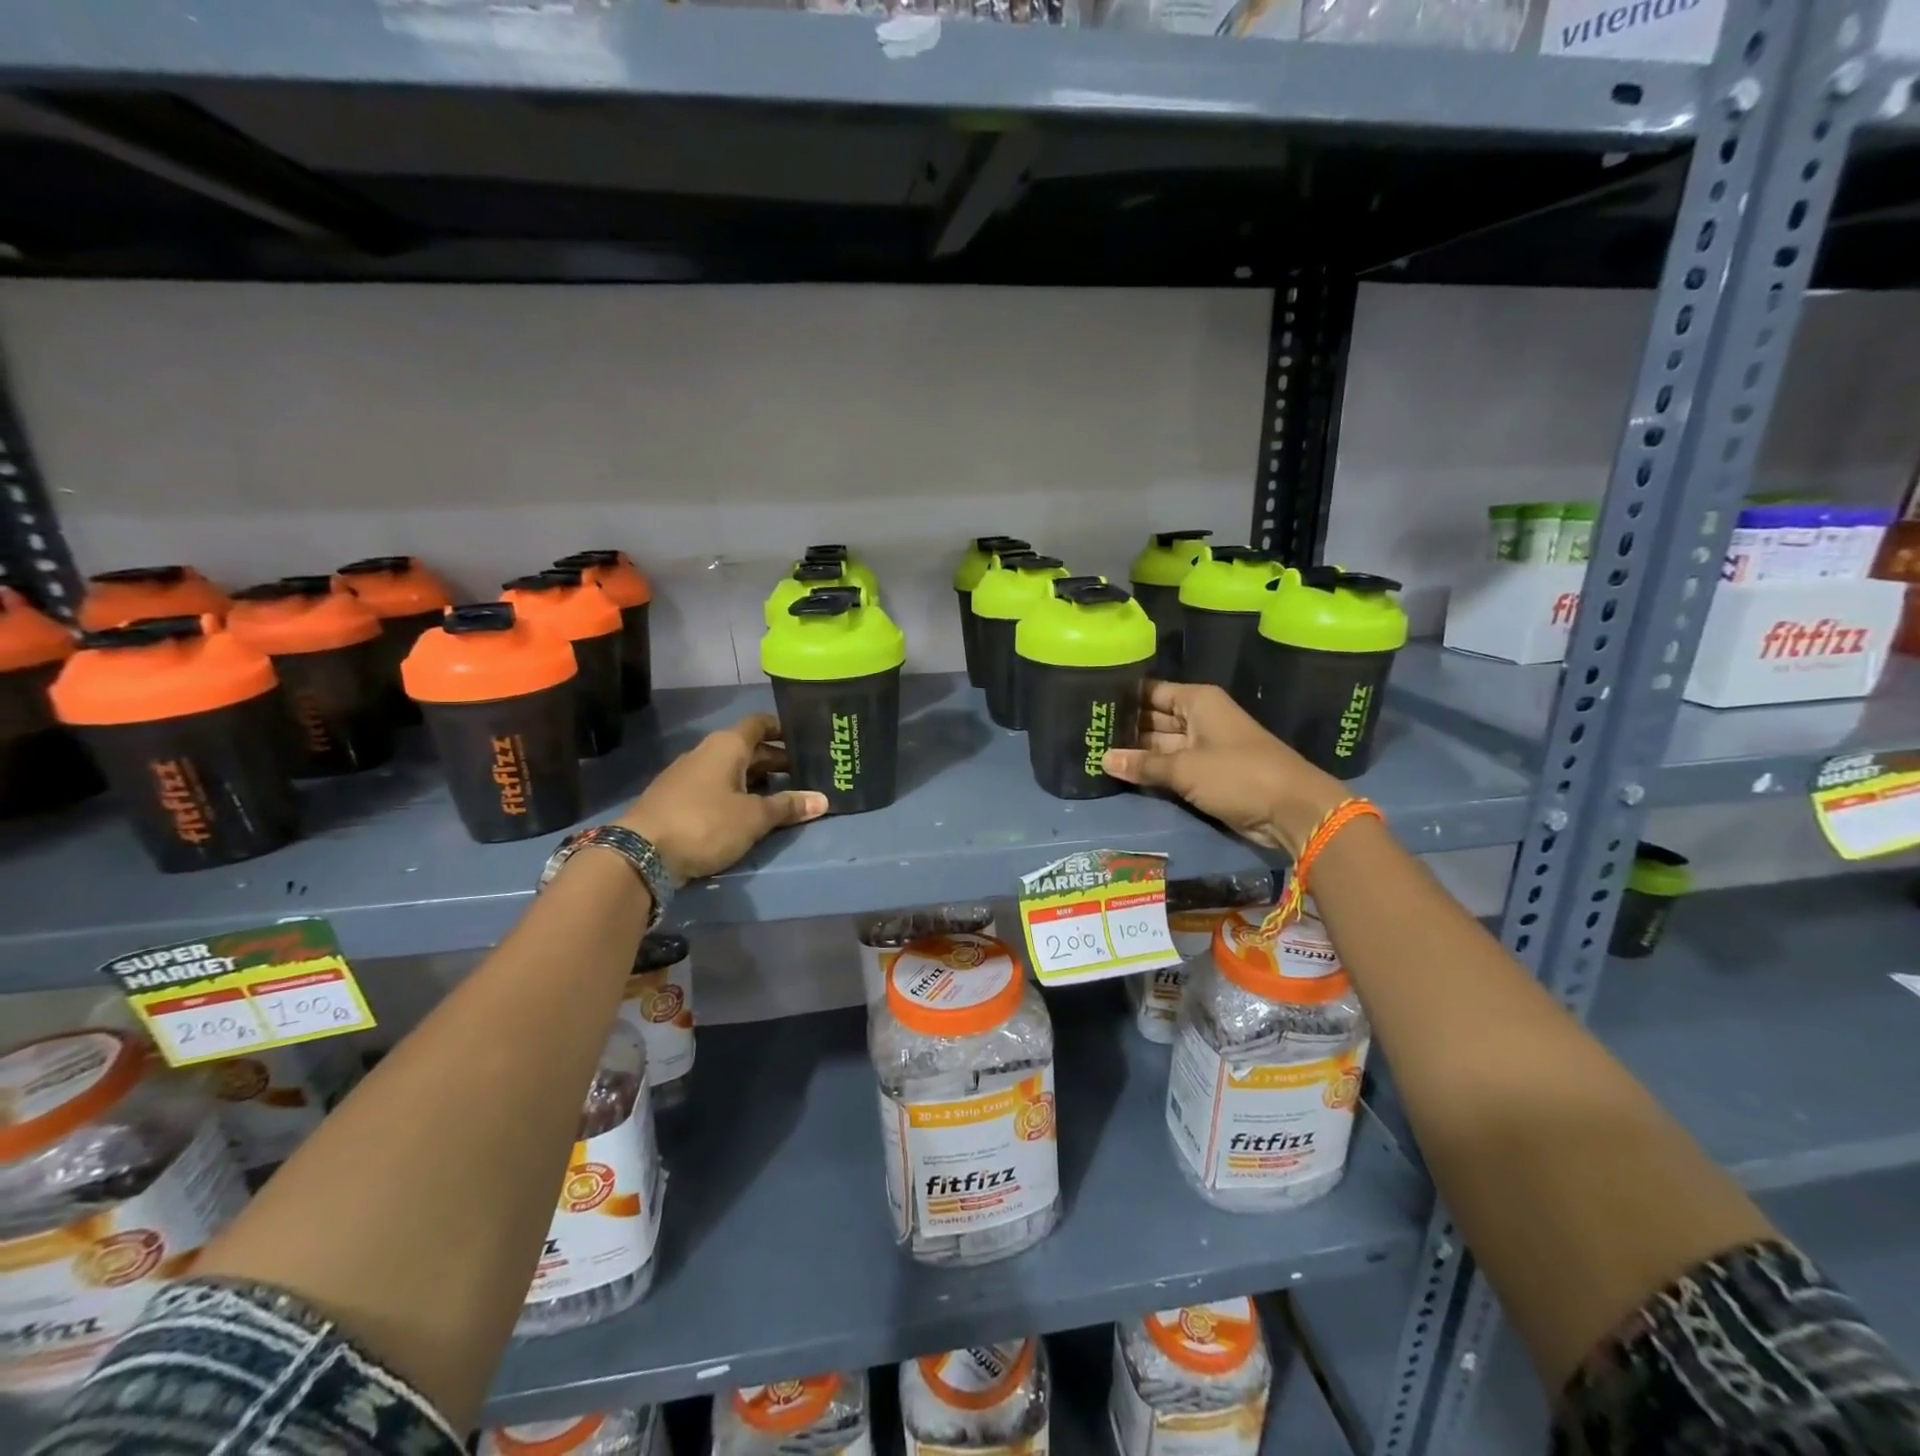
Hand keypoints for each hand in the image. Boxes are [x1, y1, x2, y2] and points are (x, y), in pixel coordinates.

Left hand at [619, 713, 826, 881]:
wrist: (641, 854)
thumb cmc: (705, 823)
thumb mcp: (754, 817)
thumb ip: (787, 806)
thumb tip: (822, 800)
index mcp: (727, 746)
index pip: (760, 724)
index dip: (782, 728)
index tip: (805, 739)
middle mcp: (706, 753)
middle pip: (748, 748)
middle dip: (776, 760)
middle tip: (805, 774)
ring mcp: (688, 776)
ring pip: (731, 770)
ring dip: (757, 780)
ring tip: (783, 795)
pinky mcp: (677, 800)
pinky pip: (717, 788)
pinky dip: (737, 794)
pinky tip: (749, 813)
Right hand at [1103, 681, 1346, 857]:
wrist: (1291, 810)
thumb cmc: (1238, 774)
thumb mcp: (1185, 768)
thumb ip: (1143, 764)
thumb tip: (1103, 759)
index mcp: (1197, 702)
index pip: (1151, 692)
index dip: (1122, 697)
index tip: (1089, 703)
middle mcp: (1199, 718)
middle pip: (1153, 718)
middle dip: (1124, 728)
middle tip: (1084, 733)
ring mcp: (1203, 747)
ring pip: (1160, 745)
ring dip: (1134, 753)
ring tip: (1093, 753)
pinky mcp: (1206, 774)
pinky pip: (1171, 767)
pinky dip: (1151, 771)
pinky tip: (1120, 774)